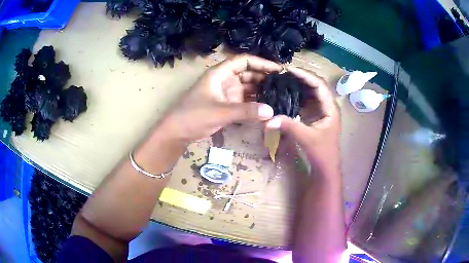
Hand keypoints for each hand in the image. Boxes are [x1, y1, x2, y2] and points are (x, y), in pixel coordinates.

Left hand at [160, 54, 282, 142]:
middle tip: (284, 85)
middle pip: (248, 74)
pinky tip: (268, 108)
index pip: (244, 61)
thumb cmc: (193, 116)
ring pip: (248, 88)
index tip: (279, 69)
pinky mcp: (226, 105)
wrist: (177, 132)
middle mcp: (225, 80)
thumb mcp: (220, 112)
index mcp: (220, 73)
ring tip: (280, 95)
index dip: (262, 63)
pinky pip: (244, 101)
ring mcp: (226, 93)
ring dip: (262, 91)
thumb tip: (272, 111)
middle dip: (265, 77)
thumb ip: (246, 111)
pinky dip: (255, 104)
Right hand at [265, 66, 340, 171]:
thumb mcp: (307, 138)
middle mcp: (327, 106)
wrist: (326, 167)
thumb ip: (289, 127)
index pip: (319, 85)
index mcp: (330, 108)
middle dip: (301, 78)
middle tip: (283, 73)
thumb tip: (268, 119)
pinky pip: (306, 102)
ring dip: (298, 86)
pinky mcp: (315, 116)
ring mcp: (321, 111)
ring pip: (310, 93)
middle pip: (315, 86)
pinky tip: (286, 94)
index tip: (290, 70)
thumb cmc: (322, 153)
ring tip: (283, 80)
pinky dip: (296, 97)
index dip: (306, 75)